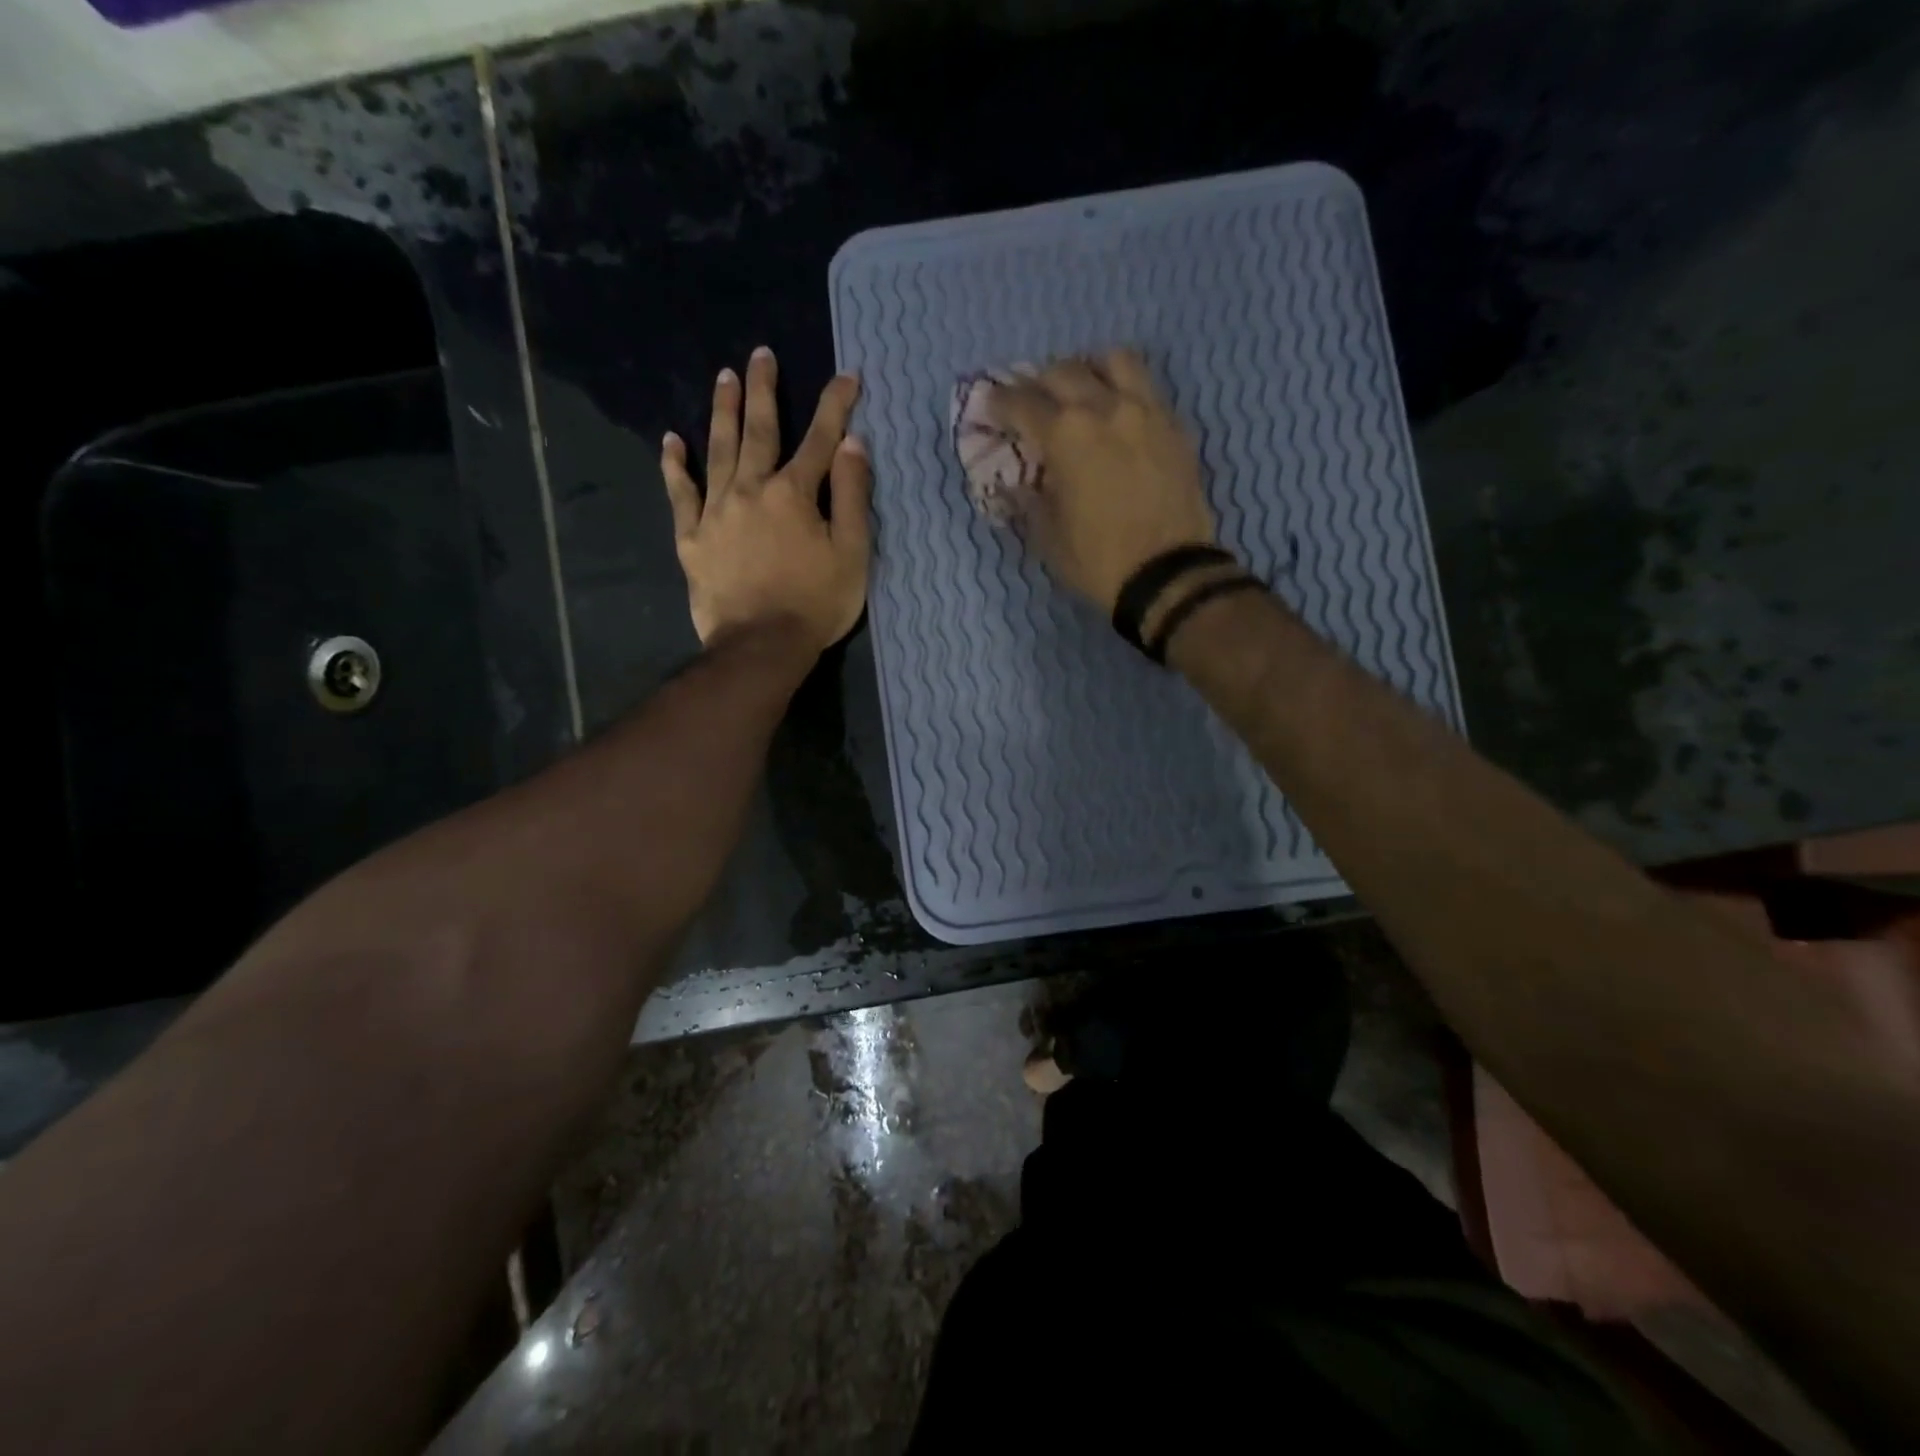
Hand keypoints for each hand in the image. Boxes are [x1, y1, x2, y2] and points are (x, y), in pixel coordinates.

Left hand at [662, 348, 871, 654]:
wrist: (761, 646)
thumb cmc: (816, 603)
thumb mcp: (852, 553)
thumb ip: (853, 496)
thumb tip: (852, 444)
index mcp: (794, 494)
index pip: (820, 439)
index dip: (836, 405)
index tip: (847, 376)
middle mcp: (751, 490)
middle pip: (759, 430)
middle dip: (764, 390)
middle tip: (761, 354)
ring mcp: (716, 512)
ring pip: (718, 450)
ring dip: (722, 411)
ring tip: (724, 377)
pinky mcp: (692, 538)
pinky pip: (680, 494)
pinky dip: (675, 466)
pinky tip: (671, 441)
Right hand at [988, 351, 1216, 611]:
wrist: (1167, 574)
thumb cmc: (1097, 559)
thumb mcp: (1047, 536)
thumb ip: (1028, 499)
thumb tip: (1016, 482)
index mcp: (1065, 435)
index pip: (1021, 403)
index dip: (999, 402)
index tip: (989, 404)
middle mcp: (1104, 408)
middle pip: (1064, 371)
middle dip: (1038, 382)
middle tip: (1030, 401)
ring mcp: (1145, 411)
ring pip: (1114, 361)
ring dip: (1089, 369)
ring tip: (1082, 390)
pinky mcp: (1174, 426)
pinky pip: (1146, 388)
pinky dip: (1124, 390)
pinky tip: (1117, 414)